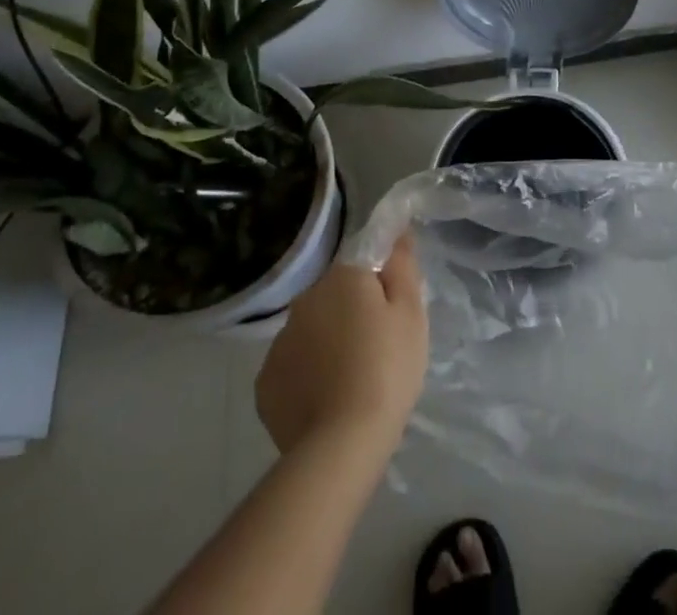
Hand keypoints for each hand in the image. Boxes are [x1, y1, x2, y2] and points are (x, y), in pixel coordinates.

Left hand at [256, 232, 427, 456]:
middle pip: (335, 297)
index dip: (380, 287)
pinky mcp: (265, 384)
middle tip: (377, 350)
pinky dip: (307, 377)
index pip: (362, 265)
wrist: (342, 444)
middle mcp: (304, 299)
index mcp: (341, 277)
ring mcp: (279, 342)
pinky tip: (324, 401)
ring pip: (312, 332)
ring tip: (350, 382)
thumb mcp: (411, 312)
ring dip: (328, 344)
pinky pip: (293, 367)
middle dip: (352, 315)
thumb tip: (397, 232)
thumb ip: (402, 266)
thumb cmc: (387, 368)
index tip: (392, 315)